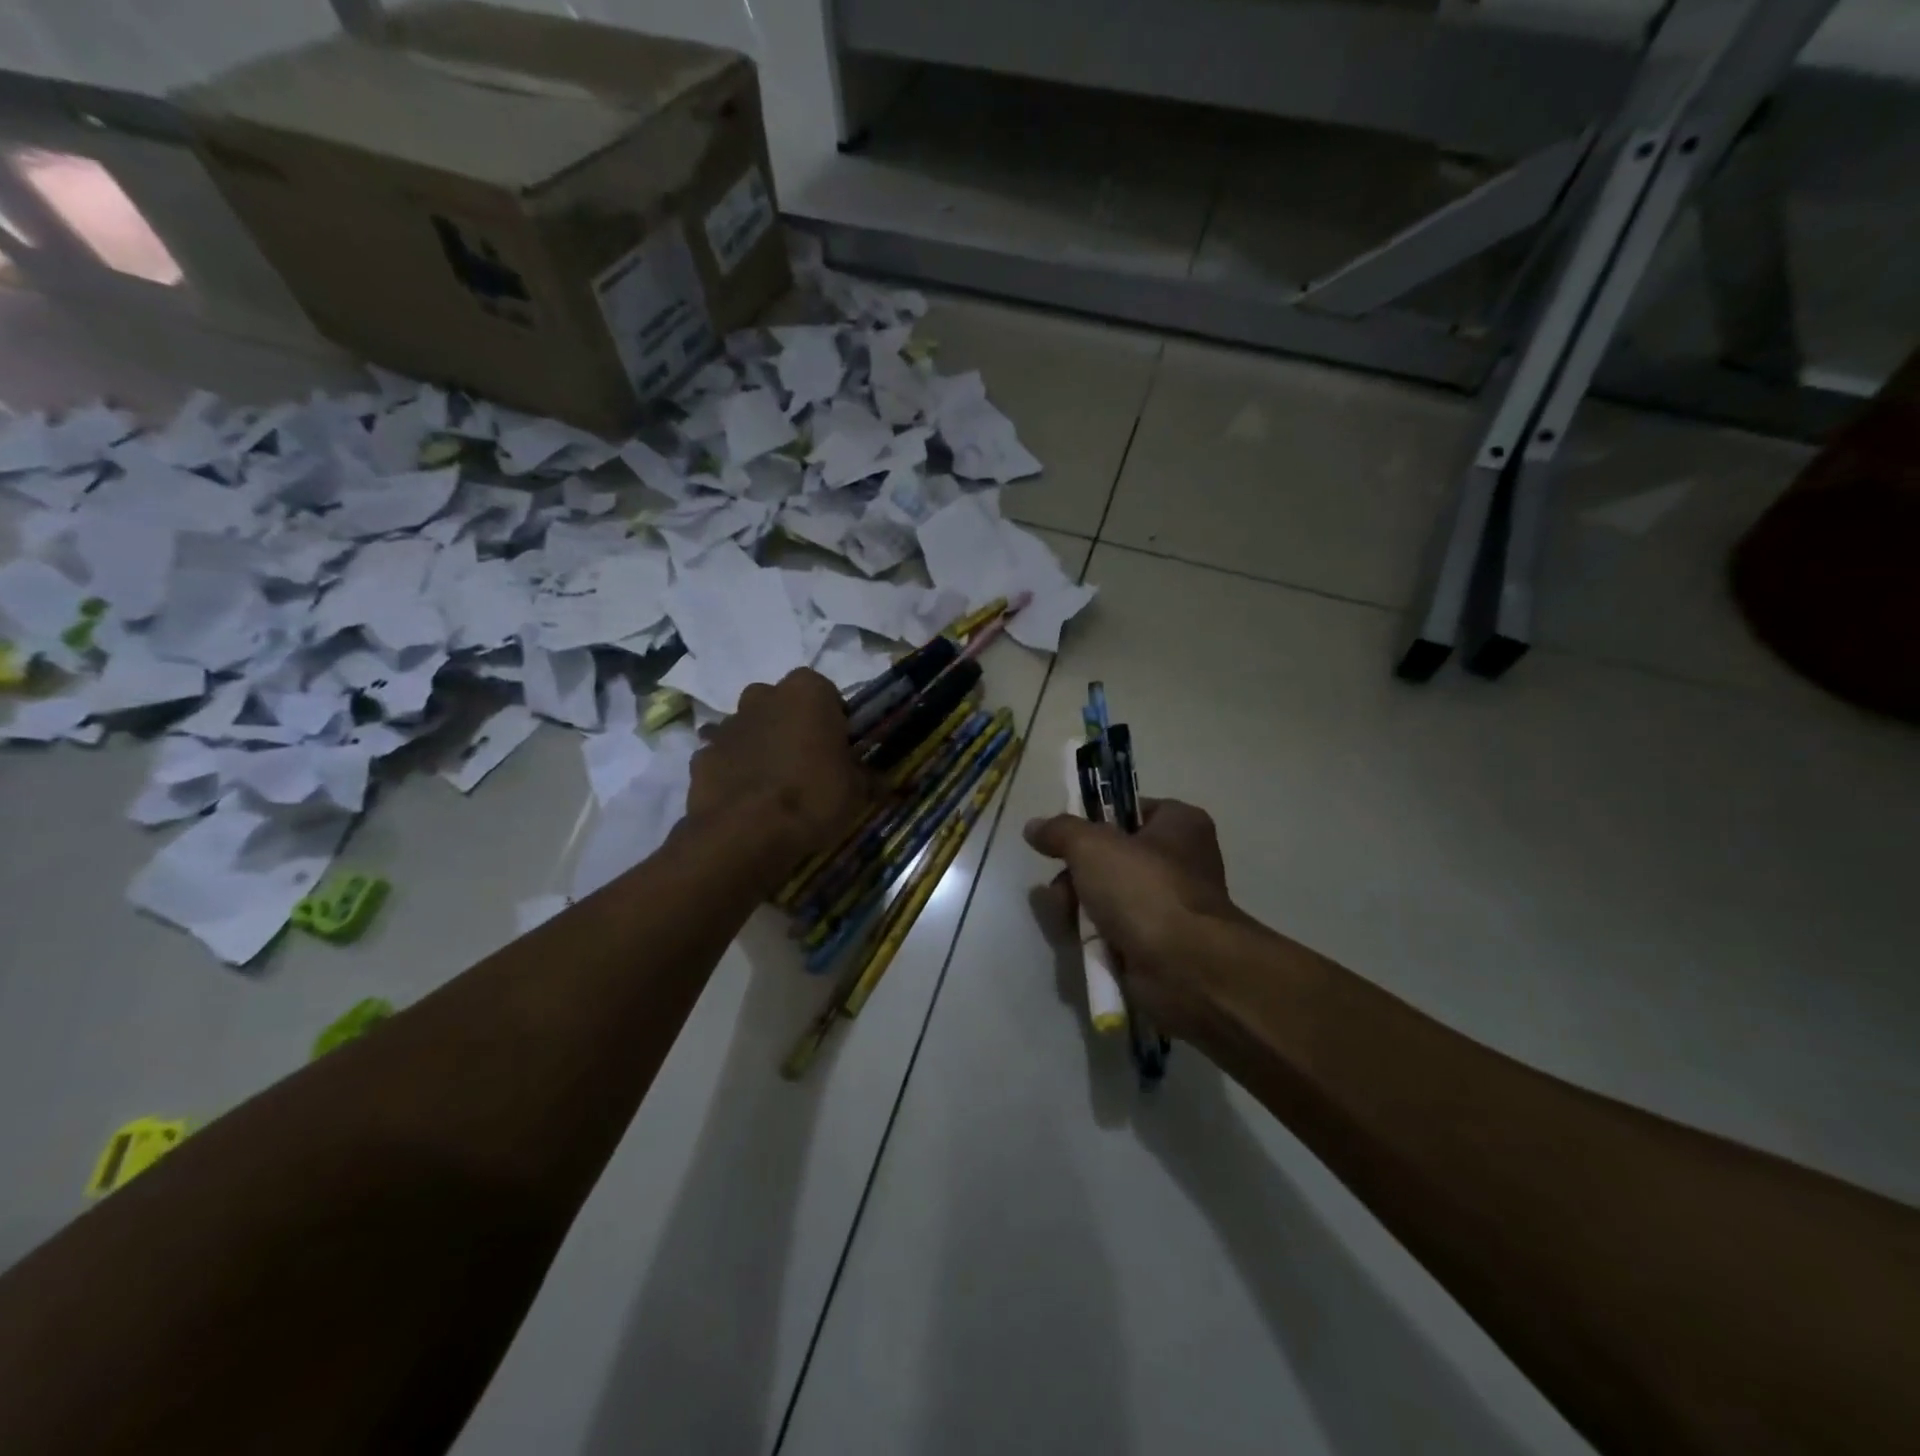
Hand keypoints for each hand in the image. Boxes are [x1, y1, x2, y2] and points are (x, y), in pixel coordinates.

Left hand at [689, 669, 871, 866]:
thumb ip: (865, 778)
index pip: (826, 693)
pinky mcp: (701, 755)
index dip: (833, 720)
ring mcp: (728, 724)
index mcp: (807, 691)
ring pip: (751, 728)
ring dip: (762, 747)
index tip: (839, 748)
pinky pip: (726, 757)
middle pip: (782, 704)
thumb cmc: (813, 797)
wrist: (745, 833)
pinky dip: (735, 771)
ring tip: (775, 786)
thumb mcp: (856, 791)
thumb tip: (879, 781)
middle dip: (792, 726)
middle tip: (807, 763)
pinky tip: (746, 801)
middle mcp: (764, 696)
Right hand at [1024, 799, 1238, 1039]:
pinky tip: (1079, 941)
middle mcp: (1181, 861)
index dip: (1095, 820)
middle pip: (1112, 857)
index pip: (1129, 810)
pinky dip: (1095, 936)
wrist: (1184, 968)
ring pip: (1108, 896)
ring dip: (1079, 906)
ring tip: (1065, 917)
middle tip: (1061, 888)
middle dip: (1077, 873)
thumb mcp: (1092, 846)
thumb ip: (1060, 831)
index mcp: (1180, 825)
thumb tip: (1034, 827)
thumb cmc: (1145, 889)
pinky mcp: (1158, 943)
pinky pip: (1115, 930)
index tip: (1066, 838)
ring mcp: (1170, 905)